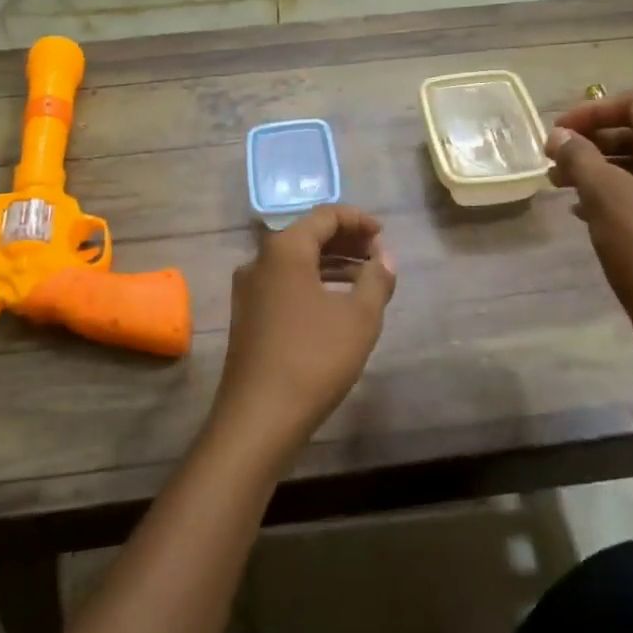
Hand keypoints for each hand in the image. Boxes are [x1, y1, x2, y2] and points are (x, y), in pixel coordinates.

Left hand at [211, 205, 396, 465]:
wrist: (259, 416)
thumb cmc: (314, 357)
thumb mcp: (360, 316)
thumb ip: (377, 278)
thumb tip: (384, 256)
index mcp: (284, 250)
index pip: (324, 215)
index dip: (358, 220)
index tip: (383, 235)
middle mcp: (259, 261)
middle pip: (306, 235)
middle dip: (345, 241)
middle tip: (378, 254)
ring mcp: (249, 291)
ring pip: (295, 262)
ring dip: (331, 263)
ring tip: (365, 279)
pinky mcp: (247, 317)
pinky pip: (285, 284)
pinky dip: (313, 283)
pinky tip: (336, 303)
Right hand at [545, 91, 632, 350]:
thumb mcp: (606, 196)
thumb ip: (579, 157)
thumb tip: (558, 136)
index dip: (589, 113)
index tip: (553, 133)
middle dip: (592, 142)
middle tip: (553, 160)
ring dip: (599, 168)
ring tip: (559, 184)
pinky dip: (615, 192)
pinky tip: (582, 210)